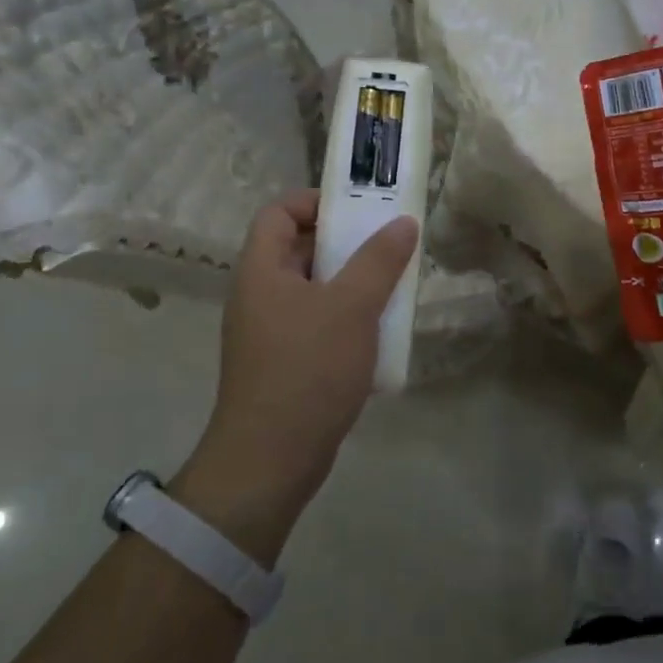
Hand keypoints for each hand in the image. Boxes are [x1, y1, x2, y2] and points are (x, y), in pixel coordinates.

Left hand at [171, 192, 417, 560]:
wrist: (271, 461)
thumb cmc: (308, 369)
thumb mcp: (352, 307)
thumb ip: (379, 260)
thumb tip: (404, 221)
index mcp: (261, 270)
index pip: (278, 212)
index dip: (314, 201)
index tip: (358, 210)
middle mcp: (258, 294)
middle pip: (298, 248)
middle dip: (345, 243)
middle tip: (387, 245)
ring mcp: (269, 332)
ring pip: (313, 288)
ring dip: (351, 283)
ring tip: (391, 286)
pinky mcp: (283, 363)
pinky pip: (316, 323)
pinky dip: (345, 318)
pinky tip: (378, 332)